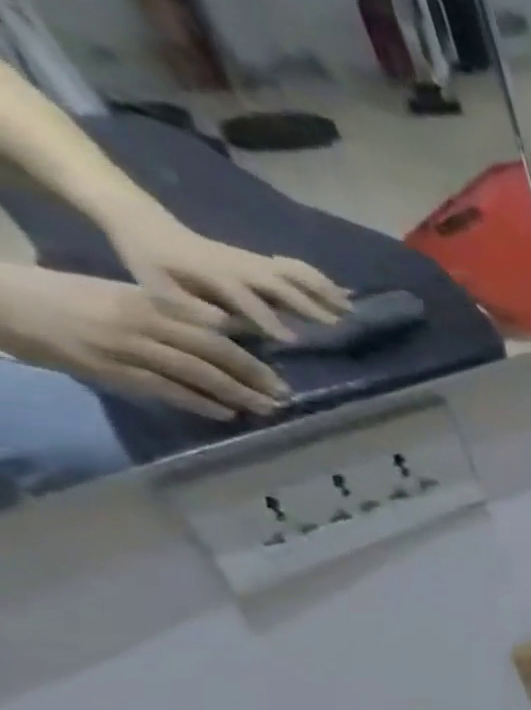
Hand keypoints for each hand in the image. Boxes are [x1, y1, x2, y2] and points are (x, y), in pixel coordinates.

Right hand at [0, 263, 287, 417]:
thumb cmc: (67, 297)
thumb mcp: (122, 296)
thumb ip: (169, 314)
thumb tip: (222, 333)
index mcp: (147, 302)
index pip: (212, 331)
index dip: (250, 355)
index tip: (278, 374)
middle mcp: (142, 323)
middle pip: (212, 353)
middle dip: (254, 377)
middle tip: (284, 396)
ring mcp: (125, 347)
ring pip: (195, 374)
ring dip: (236, 394)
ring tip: (265, 409)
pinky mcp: (108, 368)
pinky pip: (164, 389)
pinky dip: (198, 403)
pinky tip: (225, 414)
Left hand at [99, 203, 350, 339]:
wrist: (146, 224)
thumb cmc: (150, 263)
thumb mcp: (155, 288)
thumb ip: (189, 308)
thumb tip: (224, 324)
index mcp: (213, 275)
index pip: (246, 300)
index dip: (268, 319)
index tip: (293, 340)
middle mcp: (240, 267)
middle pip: (280, 285)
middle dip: (308, 304)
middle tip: (337, 325)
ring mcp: (253, 260)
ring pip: (295, 273)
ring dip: (324, 290)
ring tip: (350, 308)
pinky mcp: (261, 259)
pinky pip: (296, 267)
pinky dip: (321, 279)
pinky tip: (341, 292)